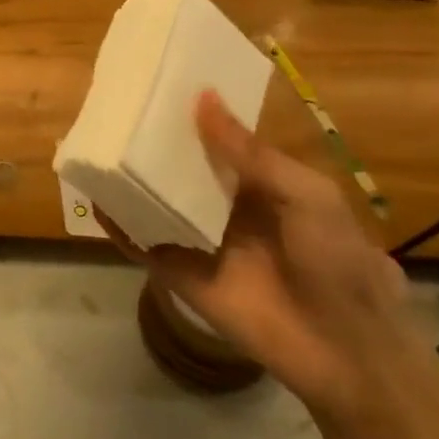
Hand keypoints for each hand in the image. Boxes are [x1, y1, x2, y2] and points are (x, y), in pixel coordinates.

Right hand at [99, 90, 409, 419]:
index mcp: (258, 185)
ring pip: (154, 202)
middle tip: (114, 109)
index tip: (157, 85)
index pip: (216, 142)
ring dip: (128, 179)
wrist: (345, 353)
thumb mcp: (305, 195)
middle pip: (179, 169)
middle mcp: (222, 207)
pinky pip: (140, 243)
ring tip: (93, 144)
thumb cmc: (337, 261)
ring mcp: (197, 239)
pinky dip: (116, 224)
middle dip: (151, 144)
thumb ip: (249, 152)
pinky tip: (93, 198)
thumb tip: (202, 97)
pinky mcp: (177, 272)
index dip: (190, 116)